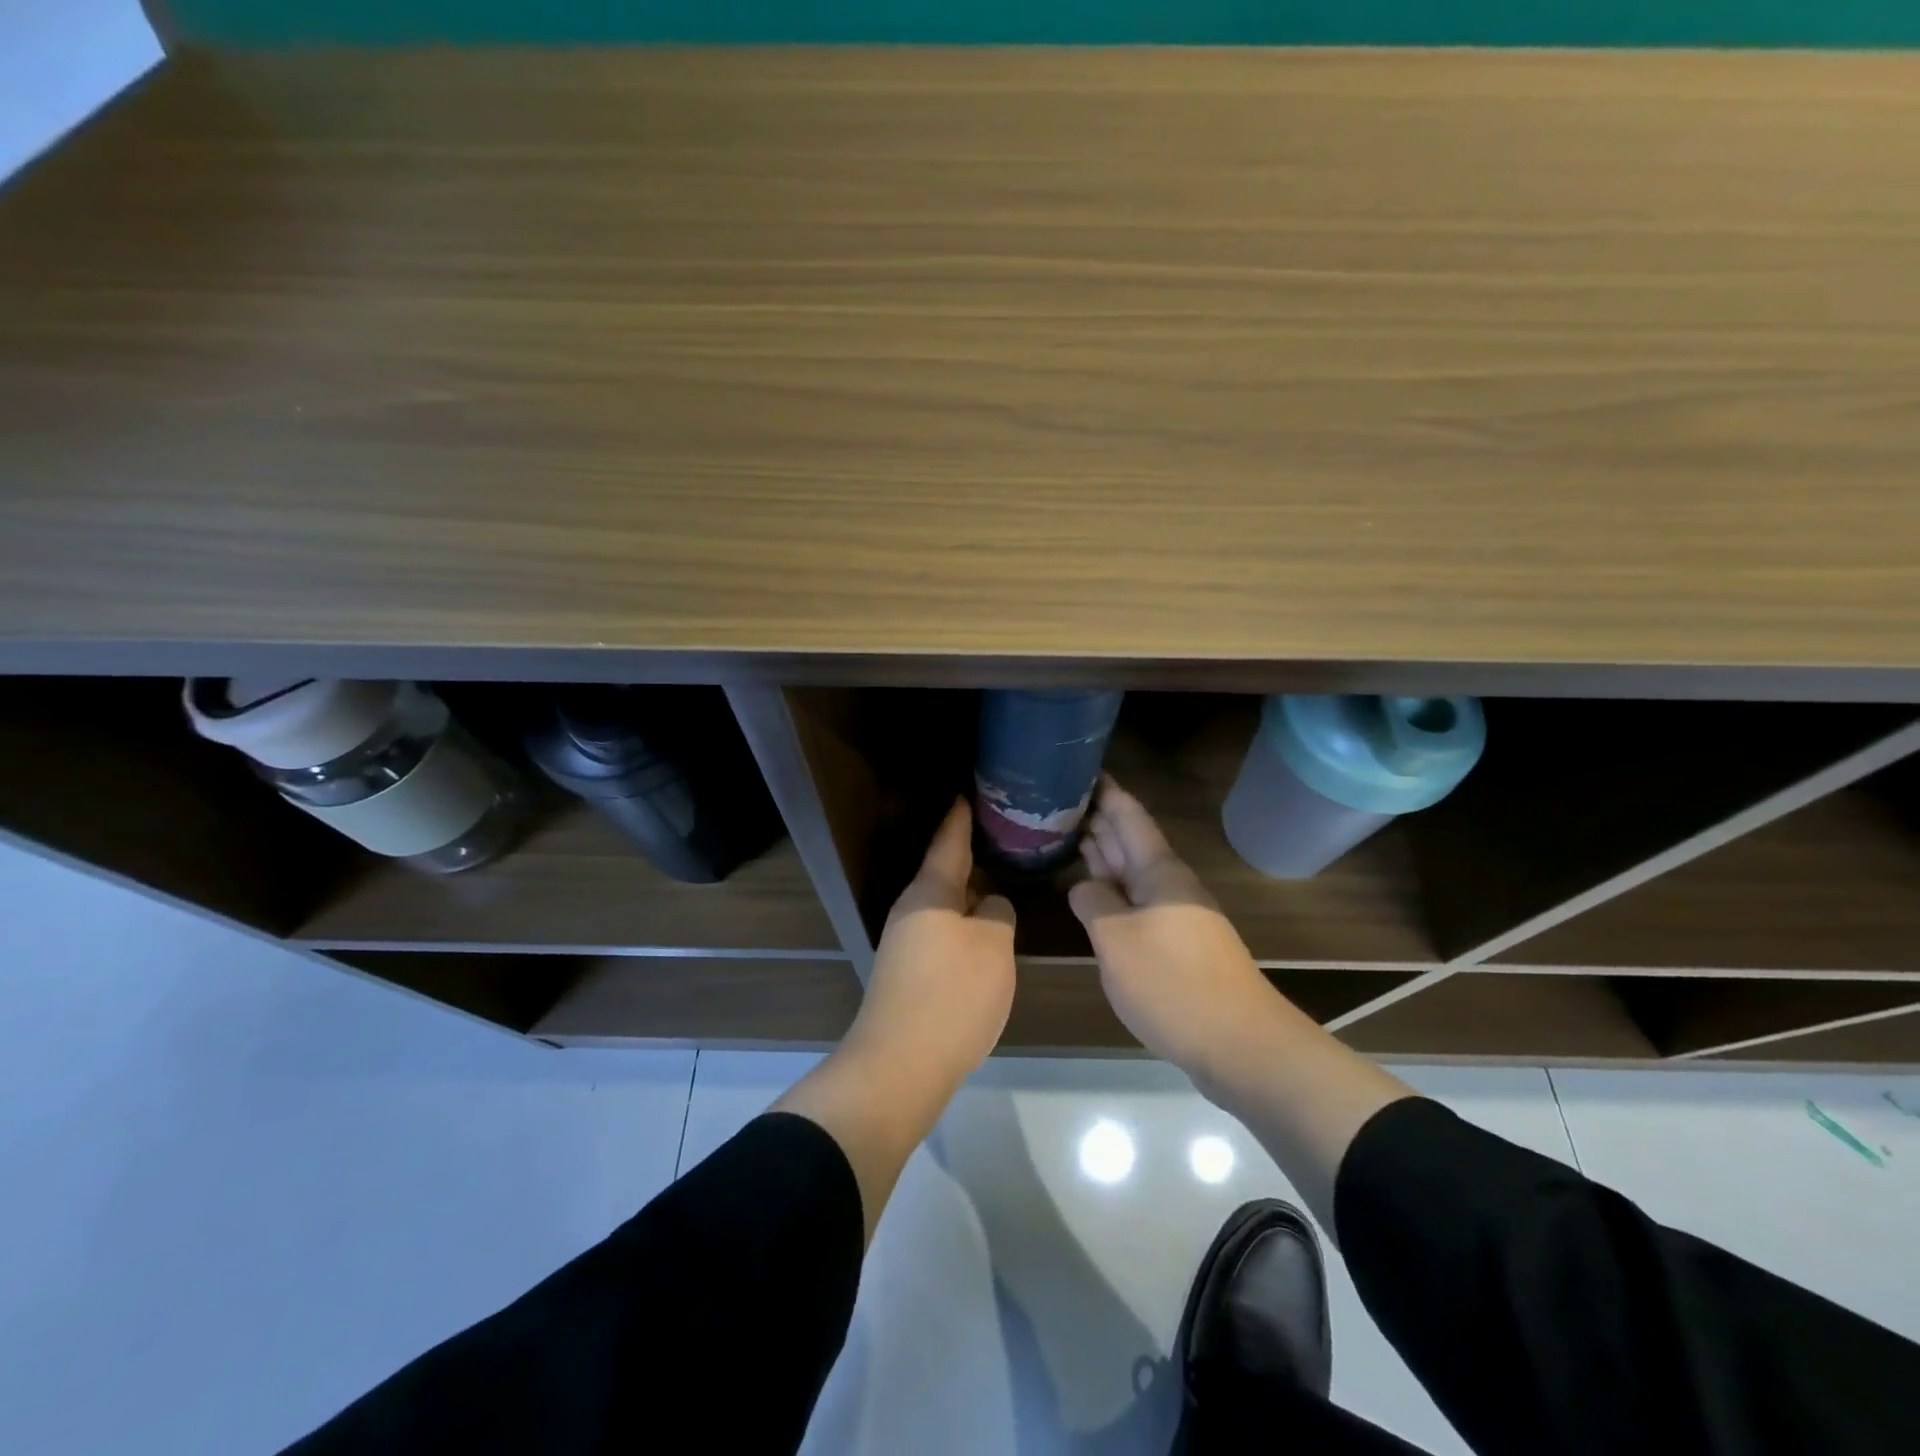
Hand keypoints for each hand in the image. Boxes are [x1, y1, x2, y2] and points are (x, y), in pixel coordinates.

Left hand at [845, 798, 1017, 1091]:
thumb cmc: (952, 994)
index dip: (961, 816)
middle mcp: (912, 910)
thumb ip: (997, 915)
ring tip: (1002, 884)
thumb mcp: (992, 946)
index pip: (949, 840)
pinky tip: (985, 937)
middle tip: (1004, 840)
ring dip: (970, 897)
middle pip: (945, 874)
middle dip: (972, 857)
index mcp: (930, 891)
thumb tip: (989, 907)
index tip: (968, 791)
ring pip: (945, 907)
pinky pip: (943, 936)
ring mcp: (906, 944)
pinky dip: (965, 928)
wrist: (901, 1066)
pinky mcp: (909, 975)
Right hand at [1068, 777, 1277, 1081]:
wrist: (1239, 1044)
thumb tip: (1083, 886)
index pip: (1129, 816)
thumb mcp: (1116, 940)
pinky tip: (1094, 894)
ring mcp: (1175, 914)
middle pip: (1130, 841)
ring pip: (1133, 872)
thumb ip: (1094, 903)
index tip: (1081, 768)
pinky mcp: (1177, 944)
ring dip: (1104, 854)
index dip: (1107, 791)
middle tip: (1060, 801)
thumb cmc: (1172, 983)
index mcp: (1159, 871)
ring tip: (1069, 835)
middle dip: (1099, 820)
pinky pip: (1137, 901)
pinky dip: (1113, 890)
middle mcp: (1169, 884)